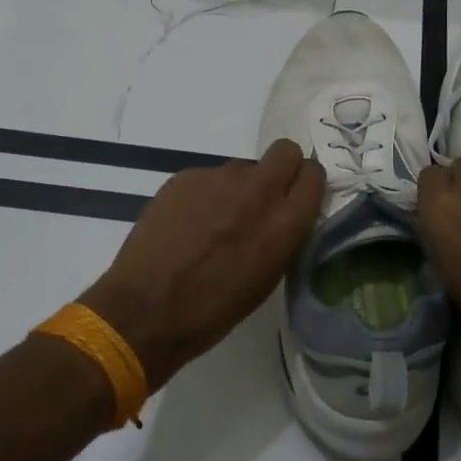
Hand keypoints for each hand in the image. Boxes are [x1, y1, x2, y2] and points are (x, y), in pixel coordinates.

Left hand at [82, 139, 323, 389]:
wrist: (146, 309)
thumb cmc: (214, 310)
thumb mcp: (267, 278)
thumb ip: (283, 235)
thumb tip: (284, 215)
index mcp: (284, 222)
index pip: (314, 175)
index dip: (305, 183)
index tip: (295, 197)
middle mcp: (257, 190)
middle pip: (285, 150)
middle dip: (281, 167)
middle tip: (263, 196)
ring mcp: (219, 178)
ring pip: (243, 167)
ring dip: (238, 187)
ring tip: (215, 222)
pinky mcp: (186, 176)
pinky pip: (208, 177)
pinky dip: (204, 195)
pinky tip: (187, 224)